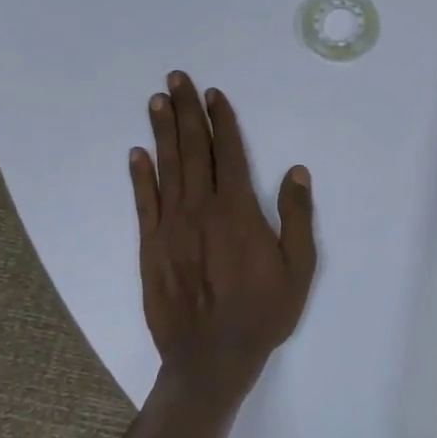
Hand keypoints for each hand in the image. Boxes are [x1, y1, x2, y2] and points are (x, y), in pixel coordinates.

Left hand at [130, 72, 317, 405]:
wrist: (211, 358)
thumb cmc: (263, 313)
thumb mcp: (298, 267)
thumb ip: (297, 216)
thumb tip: (296, 171)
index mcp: (238, 211)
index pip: (228, 153)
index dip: (221, 121)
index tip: (213, 94)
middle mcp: (200, 210)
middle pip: (193, 150)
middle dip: (185, 111)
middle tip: (176, 79)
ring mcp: (171, 227)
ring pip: (166, 168)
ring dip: (162, 132)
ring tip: (156, 101)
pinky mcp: (151, 247)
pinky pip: (144, 203)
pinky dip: (140, 176)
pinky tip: (137, 153)